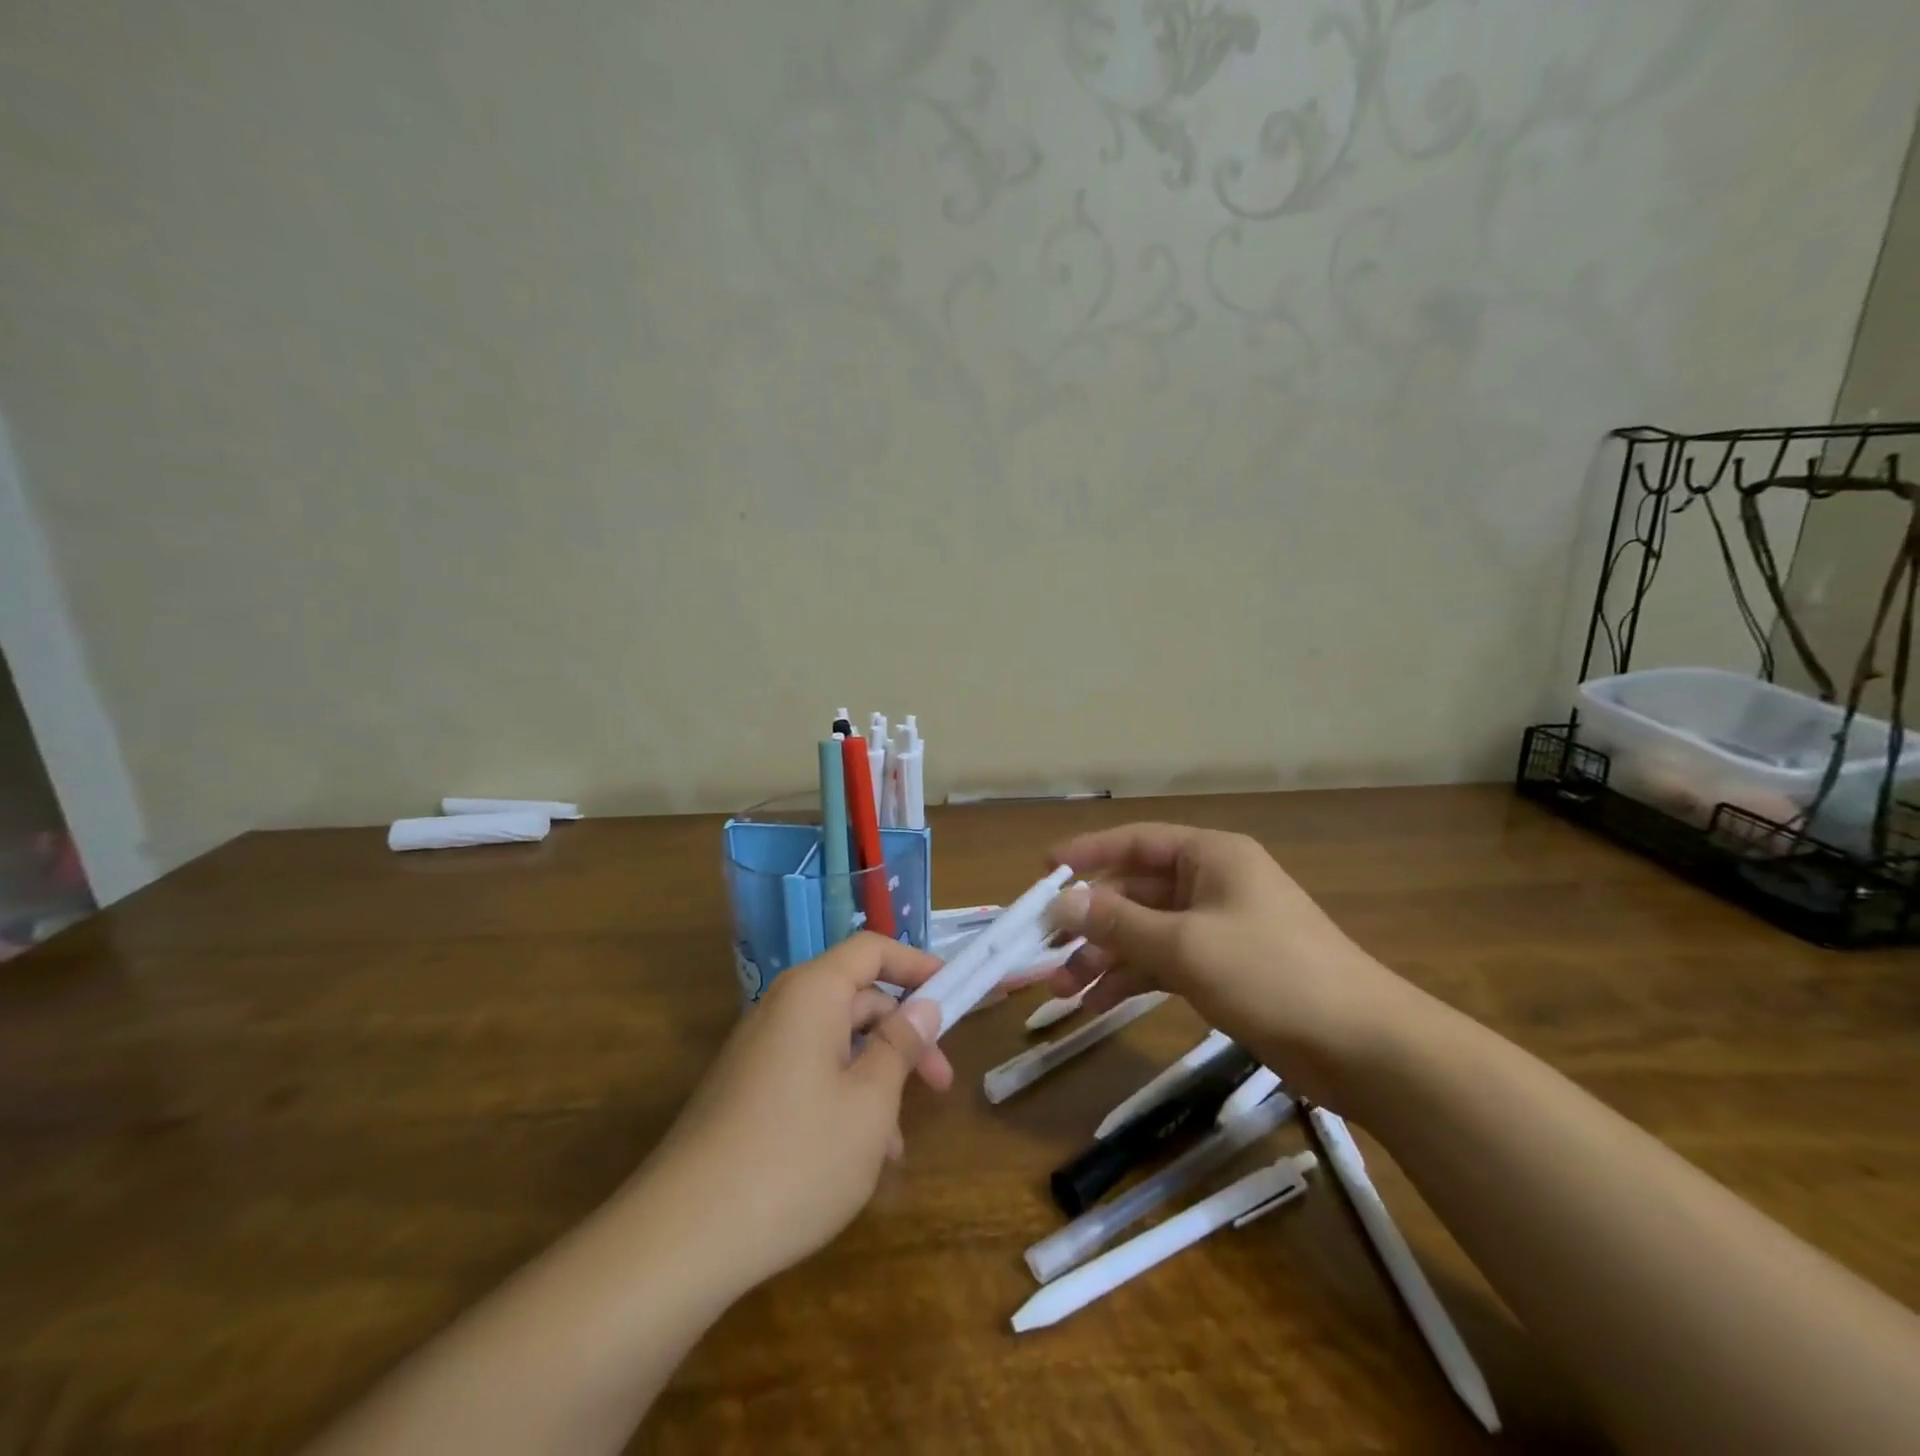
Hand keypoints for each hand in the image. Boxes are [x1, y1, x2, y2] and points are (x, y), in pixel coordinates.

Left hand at [632, 933, 949, 1298]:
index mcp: (812, 993)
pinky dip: (843, 1098)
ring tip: (899, 1142)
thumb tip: (922, 1007)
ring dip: (877, 1078)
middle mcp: (782, 1009)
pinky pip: (809, 1074)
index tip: (956, 995)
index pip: (873, 950)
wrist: (681, 1238)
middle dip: (904, 1035)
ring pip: (836, 1044)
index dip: (918, 965)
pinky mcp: (747, 1092)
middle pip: (858, 998)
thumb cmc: (795, 1157)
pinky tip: (859, 1156)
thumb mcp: (869, 1103)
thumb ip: (900, 1046)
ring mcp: (760, 1051)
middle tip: (941, 1083)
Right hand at [1043, 823, 1416, 1105]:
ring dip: (1104, 956)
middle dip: (1090, 921)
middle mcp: (1211, 883)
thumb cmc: (1271, 974)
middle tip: (1045, 949)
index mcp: (1210, 856)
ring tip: (1062, 990)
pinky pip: (1164, 962)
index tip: (1043, 871)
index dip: (1086, 853)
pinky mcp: (1224, 969)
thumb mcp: (1185, 945)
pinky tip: (1097, 1004)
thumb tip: (1059, 903)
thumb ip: (1117, 922)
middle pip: (1135, 891)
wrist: (1364, 1047)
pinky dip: (1132, 979)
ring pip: (1145, 931)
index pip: (1135, 842)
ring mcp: (1218, 928)